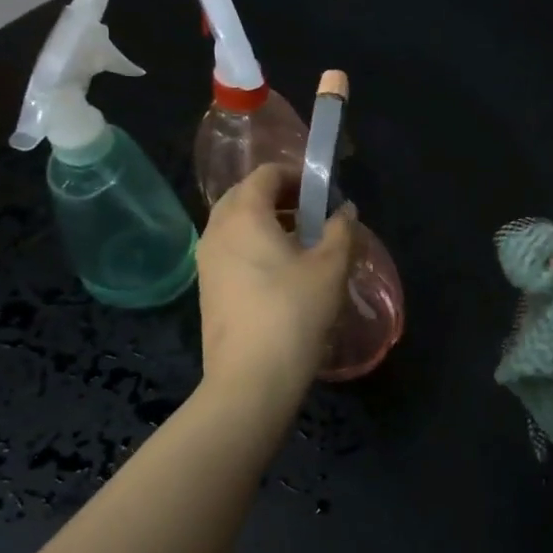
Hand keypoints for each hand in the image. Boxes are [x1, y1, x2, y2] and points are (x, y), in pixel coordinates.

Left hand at [196, 163, 354, 400]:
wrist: (250, 379)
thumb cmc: (293, 313)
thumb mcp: (330, 268)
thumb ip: (341, 231)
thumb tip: (345, 211)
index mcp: (244, 215)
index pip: (265, 174)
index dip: (296, 175)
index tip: (323, 193)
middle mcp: (217, 230)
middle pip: (244, 195)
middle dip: (279, 197)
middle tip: (312, 214)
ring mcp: (207, 261)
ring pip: (235, 225)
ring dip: (266, 223)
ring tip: (301, 244)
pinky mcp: (207, 289)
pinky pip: (230, 251)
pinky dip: (253, 247)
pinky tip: (281, 273)